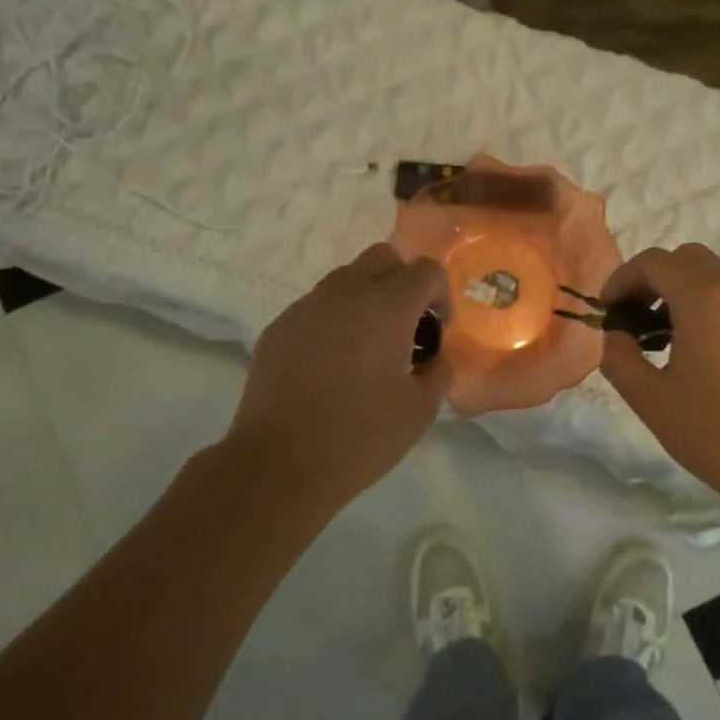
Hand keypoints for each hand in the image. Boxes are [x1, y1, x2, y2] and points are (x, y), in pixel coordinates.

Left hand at [225, 243, 449, 509]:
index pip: (426, 270)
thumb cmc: (361, 436)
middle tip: (405, 328)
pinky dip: (333, 321)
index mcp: (387, 305)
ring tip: (366, 348)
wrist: (281, 462)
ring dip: (366, 299)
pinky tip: (329, 366)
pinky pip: (316, 307)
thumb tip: (435, 356)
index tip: (437, 331)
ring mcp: (306, 306)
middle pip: (382, 257)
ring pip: (345, 279)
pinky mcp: (278, 327)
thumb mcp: (421, 410)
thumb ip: (439, 371)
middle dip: (402, 283)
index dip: (441, 296)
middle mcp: (345, 292)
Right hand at [598, 244, 719, 514]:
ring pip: (718, 279)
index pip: (654, 262)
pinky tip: (706, 358)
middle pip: (689, 259)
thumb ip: (620, 358)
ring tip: (667, 341)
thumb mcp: (650, 400)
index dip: (622, 279)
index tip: (608, 310)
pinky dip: (713, 311)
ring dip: (684, 294)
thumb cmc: (716, 433)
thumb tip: (617, 336)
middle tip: (636, 317)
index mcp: (704, 301)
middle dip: (654, 279)